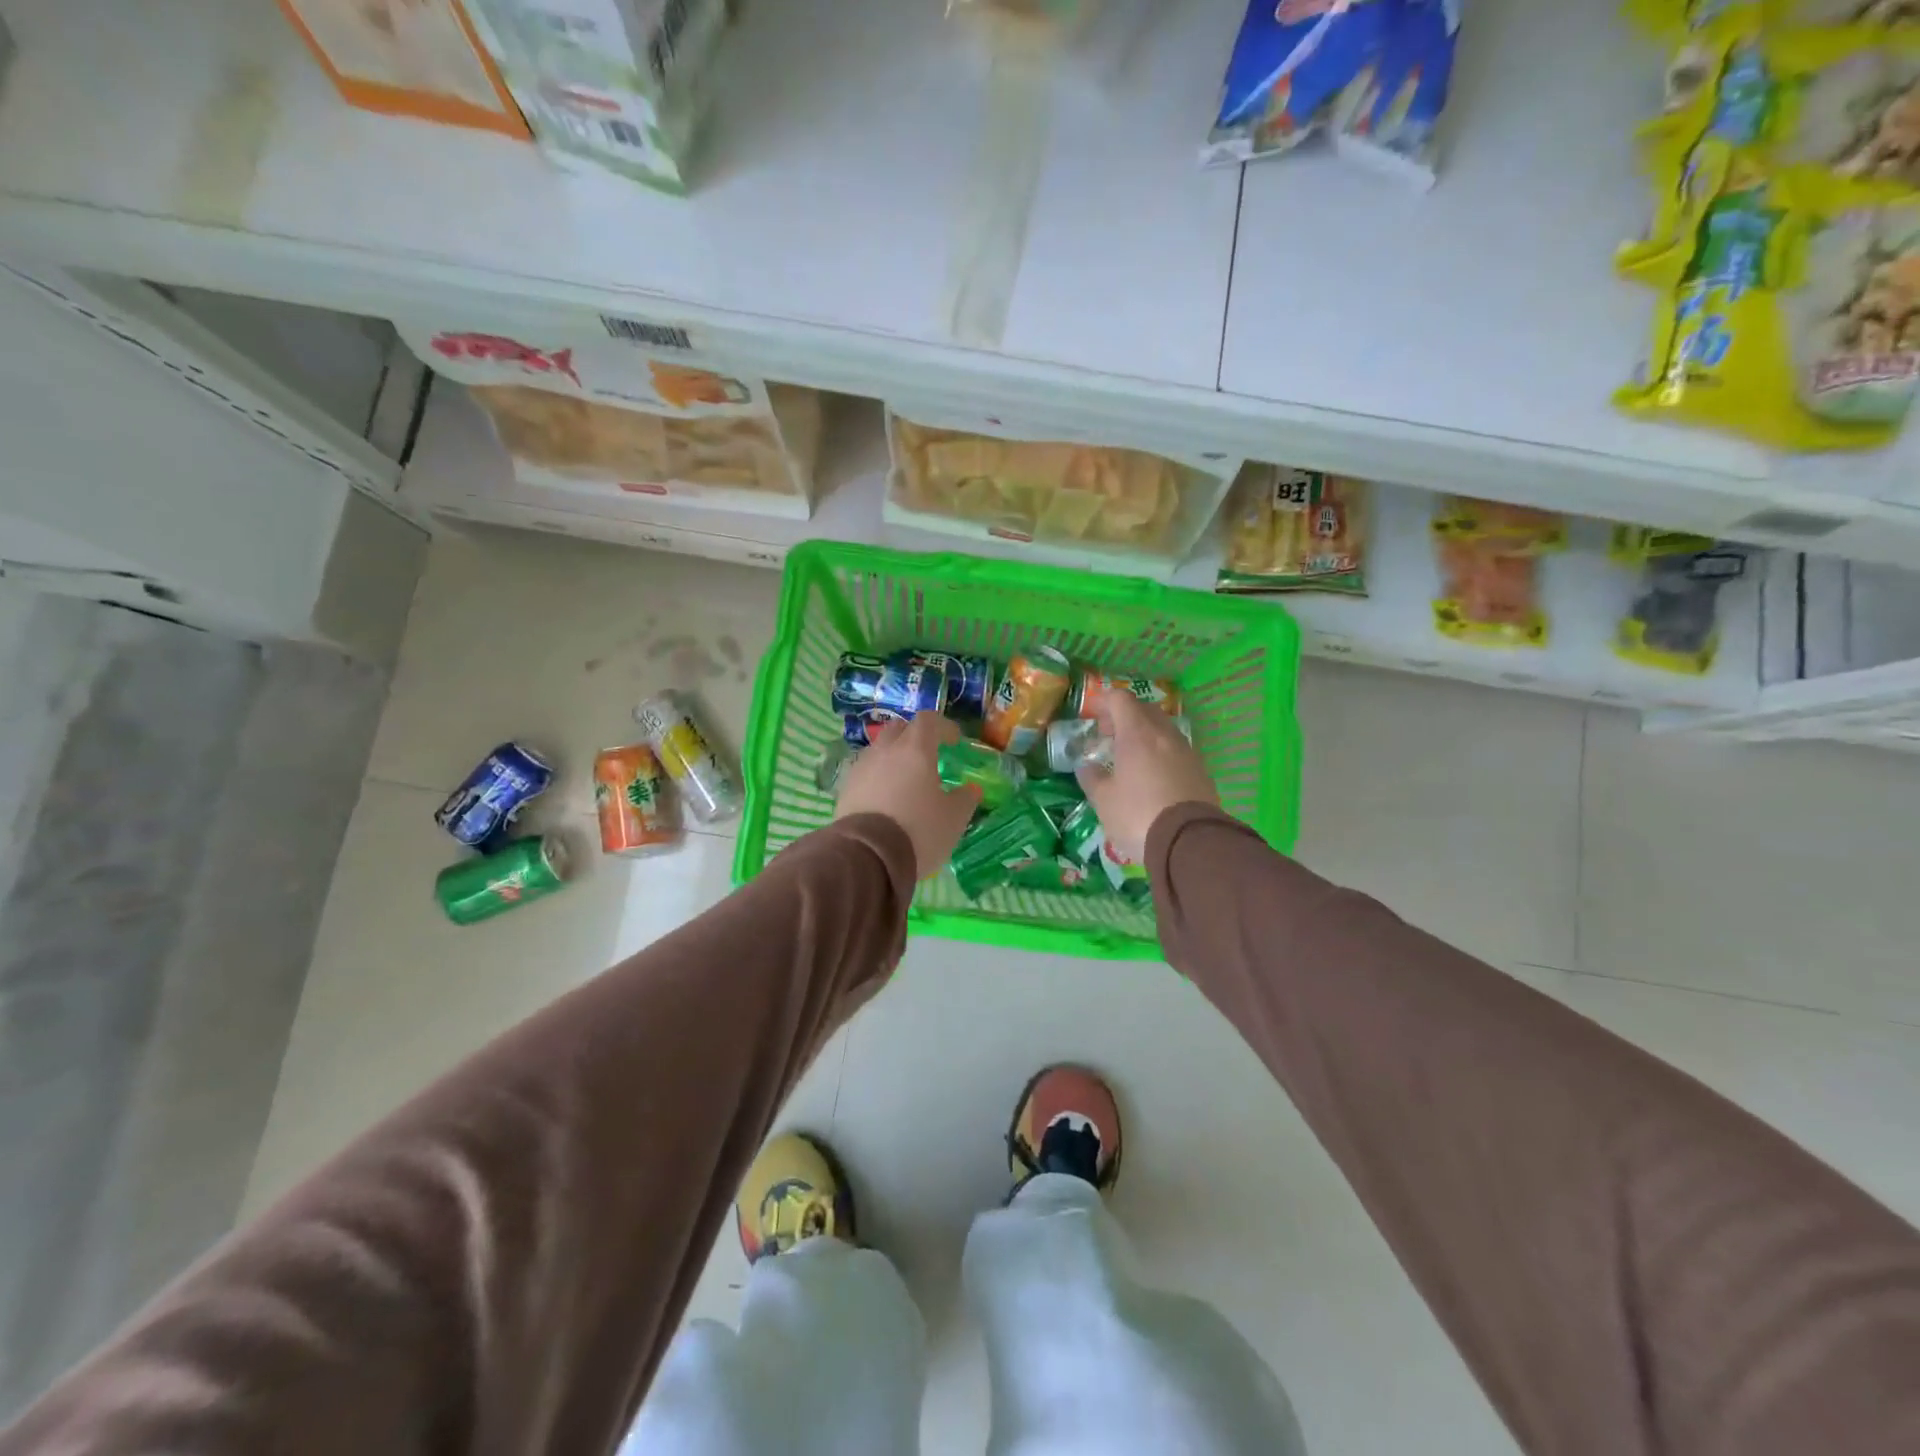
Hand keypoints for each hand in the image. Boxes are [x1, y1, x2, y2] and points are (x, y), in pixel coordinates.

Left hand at [835, 713, 980, 879]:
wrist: (867, 857)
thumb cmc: (919, 830)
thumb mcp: (954, 818)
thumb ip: (965, 798)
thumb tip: (970, 789)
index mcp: (915, 749)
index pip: (928, 720)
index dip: (943, 726)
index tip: (954, 741)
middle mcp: (885, 751)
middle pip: (899, 729)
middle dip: (915, 736)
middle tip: (928, 755)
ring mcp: (861, 768)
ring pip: (879, 750)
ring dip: (894, 757)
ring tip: (905, 780)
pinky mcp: (845, 789)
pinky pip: (865, 772)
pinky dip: (878, 777)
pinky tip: (886, 798)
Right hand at [1075, 691, 1218, 862]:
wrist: (1189, 842)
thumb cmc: (1137, 815)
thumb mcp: (1103, 800)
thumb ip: (1092, 778)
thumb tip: (1087, 766)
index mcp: (1137, 734)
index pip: (1121, 700)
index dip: (1104, 701)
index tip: (1092, 714)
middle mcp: (1164, 735)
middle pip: (1144, 710)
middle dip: (1124, 716)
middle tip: (1109, 736)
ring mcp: (1187, 751)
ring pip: (1163, 730)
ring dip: (1145, 734)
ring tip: (1130, 757)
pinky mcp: (1201, 771)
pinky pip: (1176, 750)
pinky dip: (1161, 753)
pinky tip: (1152, 775)